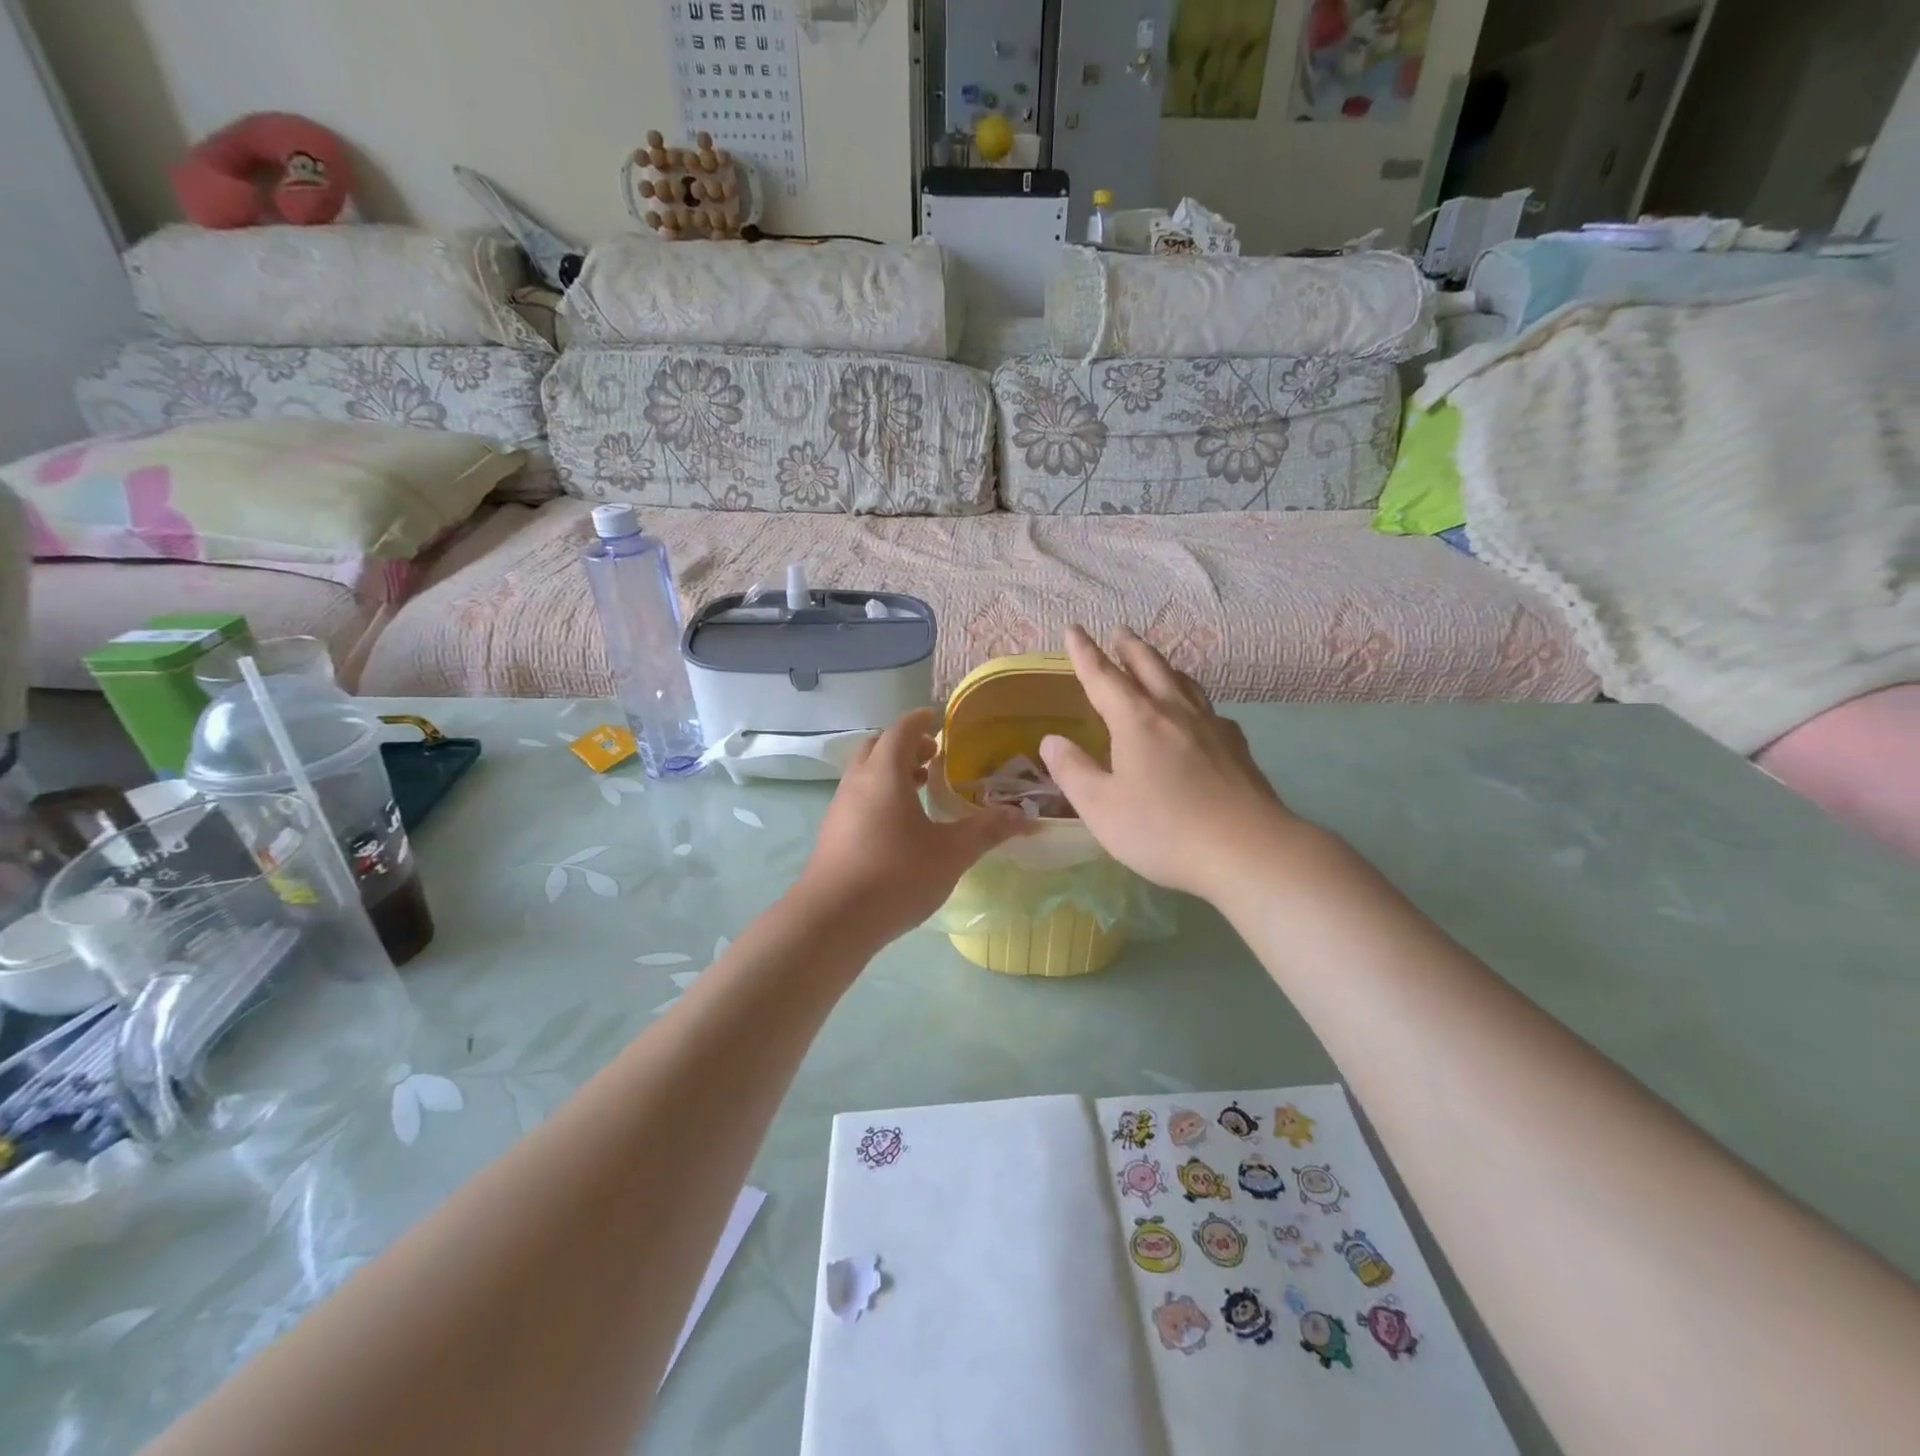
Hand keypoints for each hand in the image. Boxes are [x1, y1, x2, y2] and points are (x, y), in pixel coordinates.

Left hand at [798, 708, 1026, 944]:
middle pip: (878, 747)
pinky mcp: (832, 833)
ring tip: (920, 789)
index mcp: (885, 773)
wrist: (833, 920)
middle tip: (934, 757)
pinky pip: (858, 798)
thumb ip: (986, 830)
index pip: (901, 730)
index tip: (937, 719)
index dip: (920, 720)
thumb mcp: (951, 853)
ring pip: (865, 774)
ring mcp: (840, 807)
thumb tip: (1022, 815)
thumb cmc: (896, 875)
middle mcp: (857, 781)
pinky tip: (899, 826)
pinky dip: (879, 795)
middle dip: (905, 745)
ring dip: (891, 771)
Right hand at [1039, 626, 1300, 900]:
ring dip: (1164, 666)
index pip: (1103, 677)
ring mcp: (1211, 727)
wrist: (1247, 850)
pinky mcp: (1237, 748)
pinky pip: (1209, 710)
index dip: (1085, 653)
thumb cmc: (1162, 829)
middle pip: (1150, 667)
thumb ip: (1073, 771)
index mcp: (1136, 721)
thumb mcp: (1101, 807)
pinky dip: (1194, 700)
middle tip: (1119, 631)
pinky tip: (1198, 715)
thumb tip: (1051, 740)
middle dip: (1129, 647)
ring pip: (1184, 683)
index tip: (1073, 629)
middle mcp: (1174, 712)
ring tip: (1156, 663)